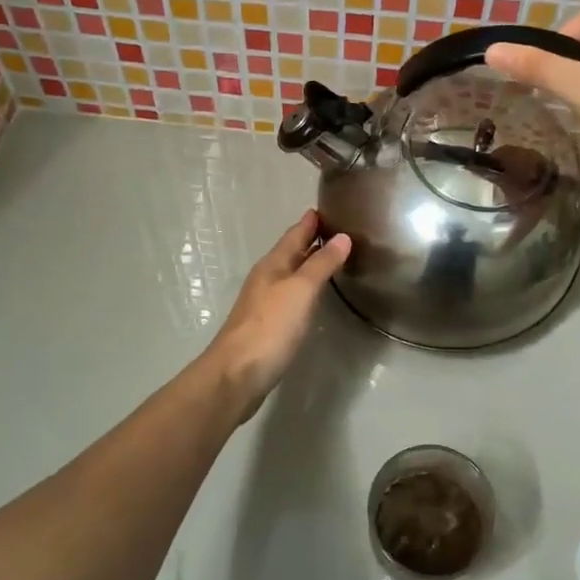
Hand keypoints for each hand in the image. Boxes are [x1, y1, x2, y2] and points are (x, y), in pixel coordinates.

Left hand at [204, 211, 350, 420]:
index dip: (311, 221)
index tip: (329, 206)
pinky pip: (290, 296)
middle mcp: (267, 278)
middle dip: (311, 240)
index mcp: (273, 264)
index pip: (295, 234)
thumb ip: (321, 264)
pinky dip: (305, 287)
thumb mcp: (301, 290)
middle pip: (291, 252)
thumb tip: (342, 237)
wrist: (238, 373)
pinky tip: (314, 295)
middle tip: (338, 230)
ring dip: (308, 264)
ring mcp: (264, 302)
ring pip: (290, 274)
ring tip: (332, 258)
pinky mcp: (267, 325)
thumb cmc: (271, 326)